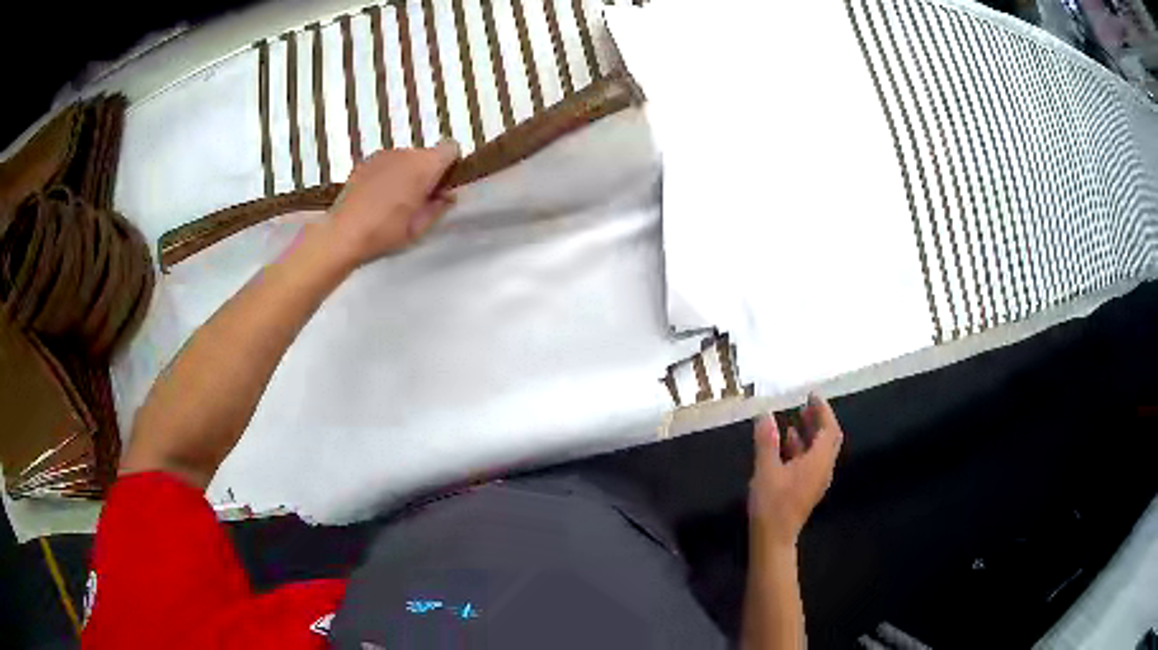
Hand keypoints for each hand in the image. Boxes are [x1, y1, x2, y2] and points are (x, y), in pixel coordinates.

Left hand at [324, 140, 460, 268]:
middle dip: (427, 172)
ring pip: (406, 159)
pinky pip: (386, 164)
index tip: (443, 185)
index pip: (451, 148)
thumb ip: (439, 206)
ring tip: (394, 201)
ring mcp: (383, 155)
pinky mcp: (365, 162)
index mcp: (425, 166)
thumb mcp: (420, 227)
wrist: (343, 234)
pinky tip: (377, 198)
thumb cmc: (385, 232)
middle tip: (419, 200)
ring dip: (406, 174)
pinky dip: (388, 175)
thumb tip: (448, 196)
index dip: (451, 165)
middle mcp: (406, 153)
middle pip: (427, 155)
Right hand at [749, 393, 843, 548]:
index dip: (823, 410)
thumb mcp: (766, 469)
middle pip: (828, 439)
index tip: (811, 395)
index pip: (829, 429)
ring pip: (819, 450)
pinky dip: (803, 447)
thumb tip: (765, 414)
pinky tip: (786, 443)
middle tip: (806, 404)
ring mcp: (816, 480)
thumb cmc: (772, 503)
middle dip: (819, 420)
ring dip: (811, 433)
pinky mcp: (807, 488)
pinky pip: (811, 461)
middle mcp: (822, 469)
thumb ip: (767, 441)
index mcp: (818, 462)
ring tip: (796, 418)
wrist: (773, 538)